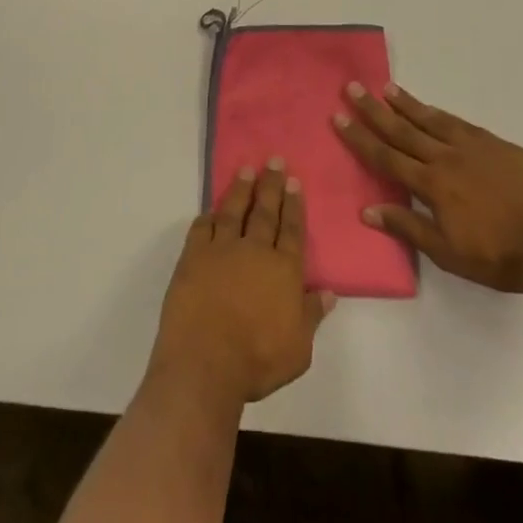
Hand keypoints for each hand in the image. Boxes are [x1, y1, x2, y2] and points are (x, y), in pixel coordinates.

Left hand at [149, 162, 335, 406]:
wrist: (205, 362)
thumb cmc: (257, 361)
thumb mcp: (298, 349)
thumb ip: (311, 316)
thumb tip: (329, 292)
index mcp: (283, 270)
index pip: (292, 230)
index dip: (294, 205)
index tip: (294, 181)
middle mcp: (255, 251)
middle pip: (265, 211)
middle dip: (271, 185)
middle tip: (274, 160)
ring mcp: (221, 249)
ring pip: (233, 211)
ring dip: (240, 189)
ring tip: (246, 170)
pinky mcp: (193, 256)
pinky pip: (201, 228)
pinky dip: (208, 216)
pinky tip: (211, 210)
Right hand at [334, 82, 522, 297]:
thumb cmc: (500, 258)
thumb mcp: (448, 254)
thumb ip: (408, 228)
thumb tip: (367, 210)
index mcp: (433, 185)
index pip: (387, 156)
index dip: (360, 137)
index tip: (339, 117)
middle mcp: (448, 158)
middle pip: (403, 130)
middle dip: (374, 109)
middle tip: (353, 87)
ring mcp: (475, 147)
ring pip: (432, 120)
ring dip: (407, 104)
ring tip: (386, 87)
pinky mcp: (498, 145)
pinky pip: (460, 123)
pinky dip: (441, 114)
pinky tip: (432, 110)